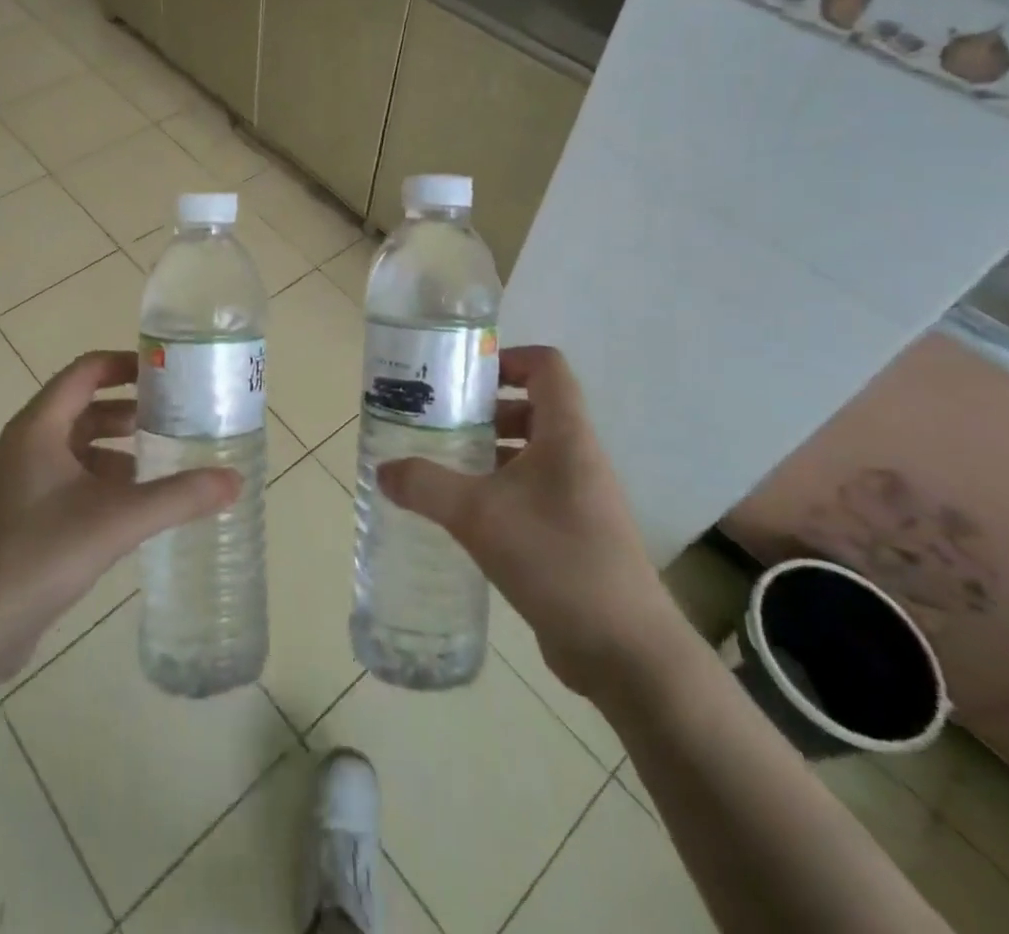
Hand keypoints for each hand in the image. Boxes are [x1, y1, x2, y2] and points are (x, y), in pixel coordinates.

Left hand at [0, 350, 240, 687]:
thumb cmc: (39, 555)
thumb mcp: (117, 520)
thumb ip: (178, 497)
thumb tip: (234, 480)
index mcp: (39, 427)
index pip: (85, 372)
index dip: (125, 364)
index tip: (166, 373)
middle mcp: (26, 444)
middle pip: (83, 407)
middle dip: (129, 410)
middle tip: (175, 418)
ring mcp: (20, 481)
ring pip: (77, 446)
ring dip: (117, 448)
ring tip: (162, 462)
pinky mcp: (22, 515)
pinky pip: (69, 479)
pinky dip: (102, 480)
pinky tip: (132, 506)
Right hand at [377, 345, 688, 700]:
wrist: (625, 651)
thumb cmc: (556, 560)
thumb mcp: (478, 516)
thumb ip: (426, 487)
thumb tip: (384, 471)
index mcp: (566, 435)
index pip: (547, 366)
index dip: (507, 358)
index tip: (463, 376)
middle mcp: (578, 457)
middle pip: (533, 407)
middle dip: (485, 410)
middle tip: (440, 422)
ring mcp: (580, 497)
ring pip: (531, 452)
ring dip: (490, 452)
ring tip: (444, 467)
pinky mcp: (575, 533)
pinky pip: (533, 491)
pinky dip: (500, 489)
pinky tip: (466, 515)